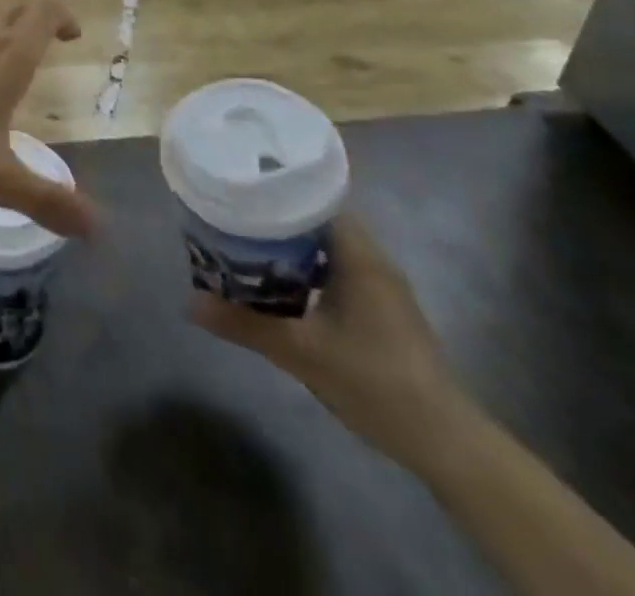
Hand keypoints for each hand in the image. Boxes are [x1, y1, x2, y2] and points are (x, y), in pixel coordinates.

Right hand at [189, 214, 462, 463]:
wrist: (444, 442)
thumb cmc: (374, 381)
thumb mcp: (301, 352)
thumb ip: (245, 324)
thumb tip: (190, 302)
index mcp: (359, 255)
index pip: (315, 200)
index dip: (277, 191)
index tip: (240, 192)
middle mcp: (373, 261)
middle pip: (318, 222)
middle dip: (276, 221)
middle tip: (233, 222)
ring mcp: (381, 288)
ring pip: (328, 250)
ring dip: (291, 249)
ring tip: (248, 251)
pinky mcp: (383, 312)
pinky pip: (337, 273)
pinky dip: (308, 273)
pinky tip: (282, 290)